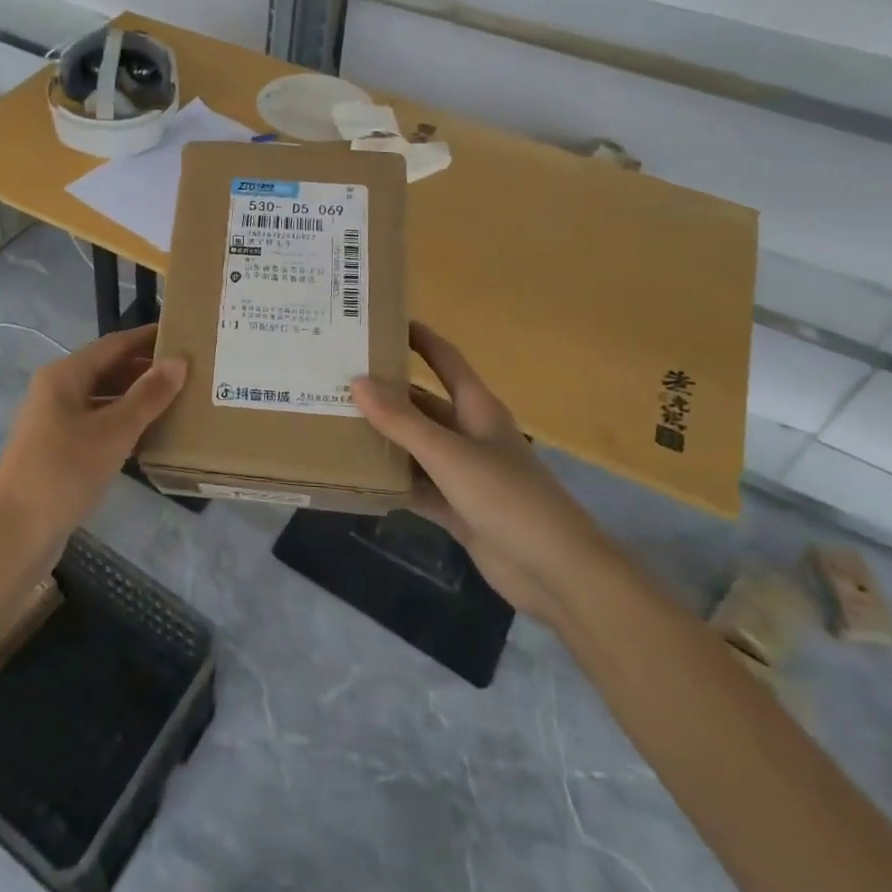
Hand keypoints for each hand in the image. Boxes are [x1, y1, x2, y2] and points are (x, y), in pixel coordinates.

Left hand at [0, 324, 186, 548]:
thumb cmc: (63, 471)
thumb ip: (148, 396)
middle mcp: (57, 392)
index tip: (183, 333)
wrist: (14, 534)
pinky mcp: (59, 452)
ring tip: (178, 400)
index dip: (147, 338)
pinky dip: (124, 426)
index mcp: (64, 375)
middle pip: (108, 369)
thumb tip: (179, 360)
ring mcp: (56, 423)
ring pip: (104, 400)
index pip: (114, 344)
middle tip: (189, 371)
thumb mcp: (113, 431)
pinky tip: (152, 436)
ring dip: (137, 399)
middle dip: (145, 369)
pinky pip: (98, 426)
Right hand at [352, 322, 605, 619]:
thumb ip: (402, 421)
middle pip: (422, 404)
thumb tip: (357, 382)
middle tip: (337, 379)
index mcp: (477, 409)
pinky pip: (418, 486)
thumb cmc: (507, 497)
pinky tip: (357, 477)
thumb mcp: (450, 455)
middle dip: (386, 393)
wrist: (556, 572)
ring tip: (336, 423)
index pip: (445, 360)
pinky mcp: (458, 509)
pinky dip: (393, 482)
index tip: (382, 320)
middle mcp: (470, 434)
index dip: (419, 338)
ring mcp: (464, 473)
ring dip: (385, 439)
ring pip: (416, 446)